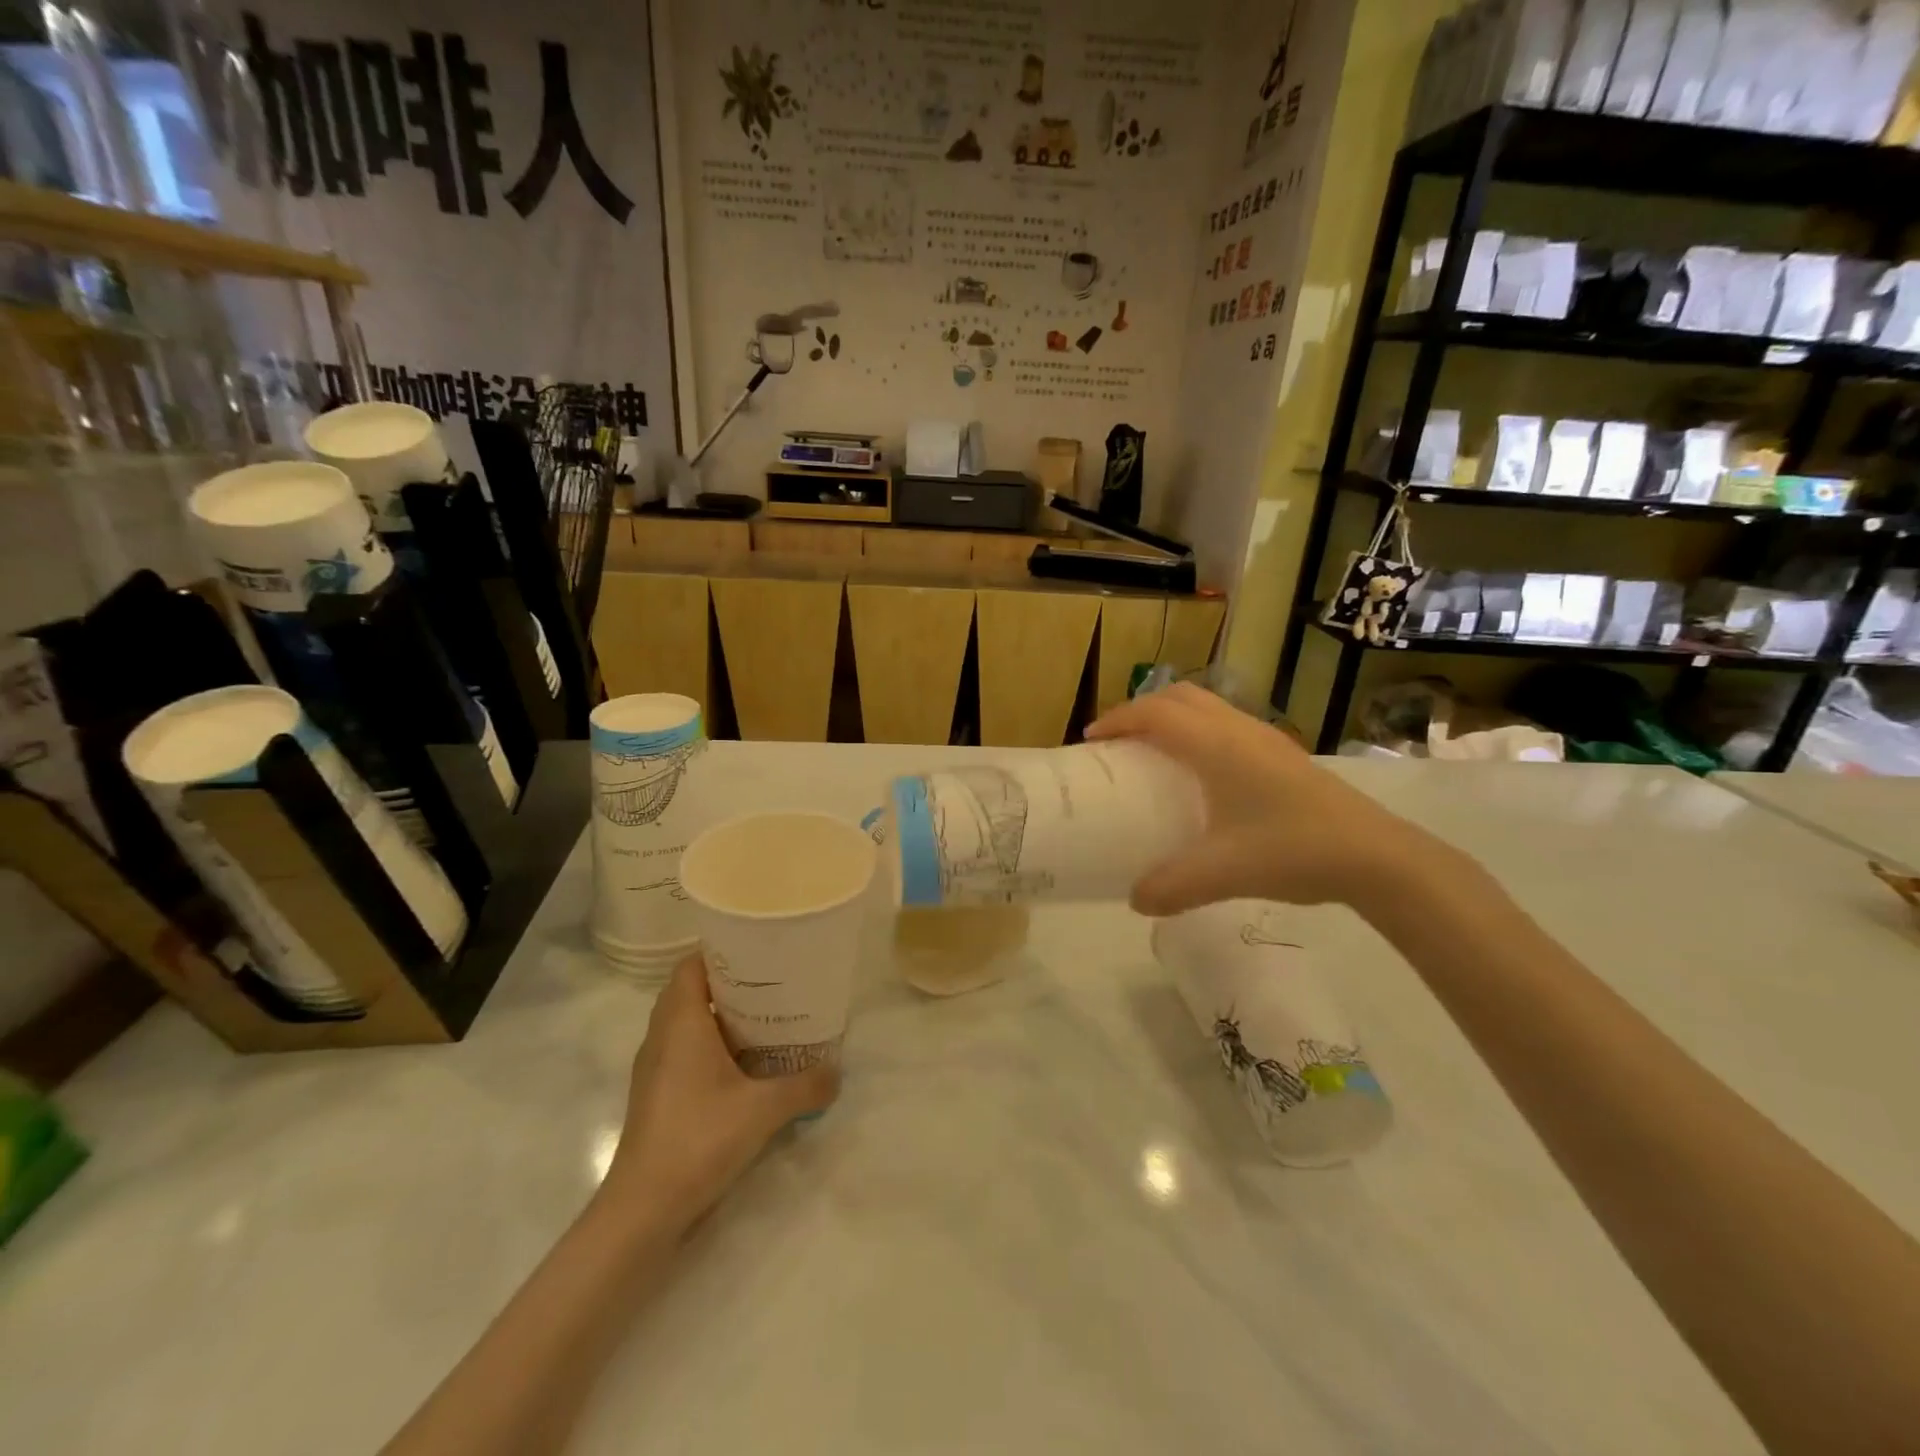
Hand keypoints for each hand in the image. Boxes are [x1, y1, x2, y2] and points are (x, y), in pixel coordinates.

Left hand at [603, 955, 838, 1229]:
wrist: (642, 1210)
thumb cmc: (698, 1139)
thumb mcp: (764, 1109)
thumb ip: (805, 1085)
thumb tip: (837, 1072)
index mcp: (680, 1023)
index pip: (691, 965)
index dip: (721, 951)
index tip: (758, 950)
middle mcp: (662, 1037)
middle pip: (691, 991)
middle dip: (730, 983)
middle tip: (772, 982)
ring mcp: (655, 1069)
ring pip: (687, 1024)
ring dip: (721, 1017)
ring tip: (765, 1017)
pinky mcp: (657, 1096)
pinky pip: (685, 1052)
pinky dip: (712, 1046)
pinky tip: (745, 1064)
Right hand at [1086, 683, 1439, 915]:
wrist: (1376, 856)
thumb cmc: (1292, 850)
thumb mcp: (1222, 873)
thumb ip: (1170, 886)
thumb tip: (1134, 899)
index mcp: (1217, 745)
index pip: (1155, 713)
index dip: (1118, 720)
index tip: (1092, 741)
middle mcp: (1238, 730)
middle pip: (1180, 697)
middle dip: (1142, 710)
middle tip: (1119, 742)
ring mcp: (1266, 739)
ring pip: (1208, 707)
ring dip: (1173, 717)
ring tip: (1154, 753)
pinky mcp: (1283, 756)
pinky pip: (1226, 725)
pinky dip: (1198, 732)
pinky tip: (1202, 776)